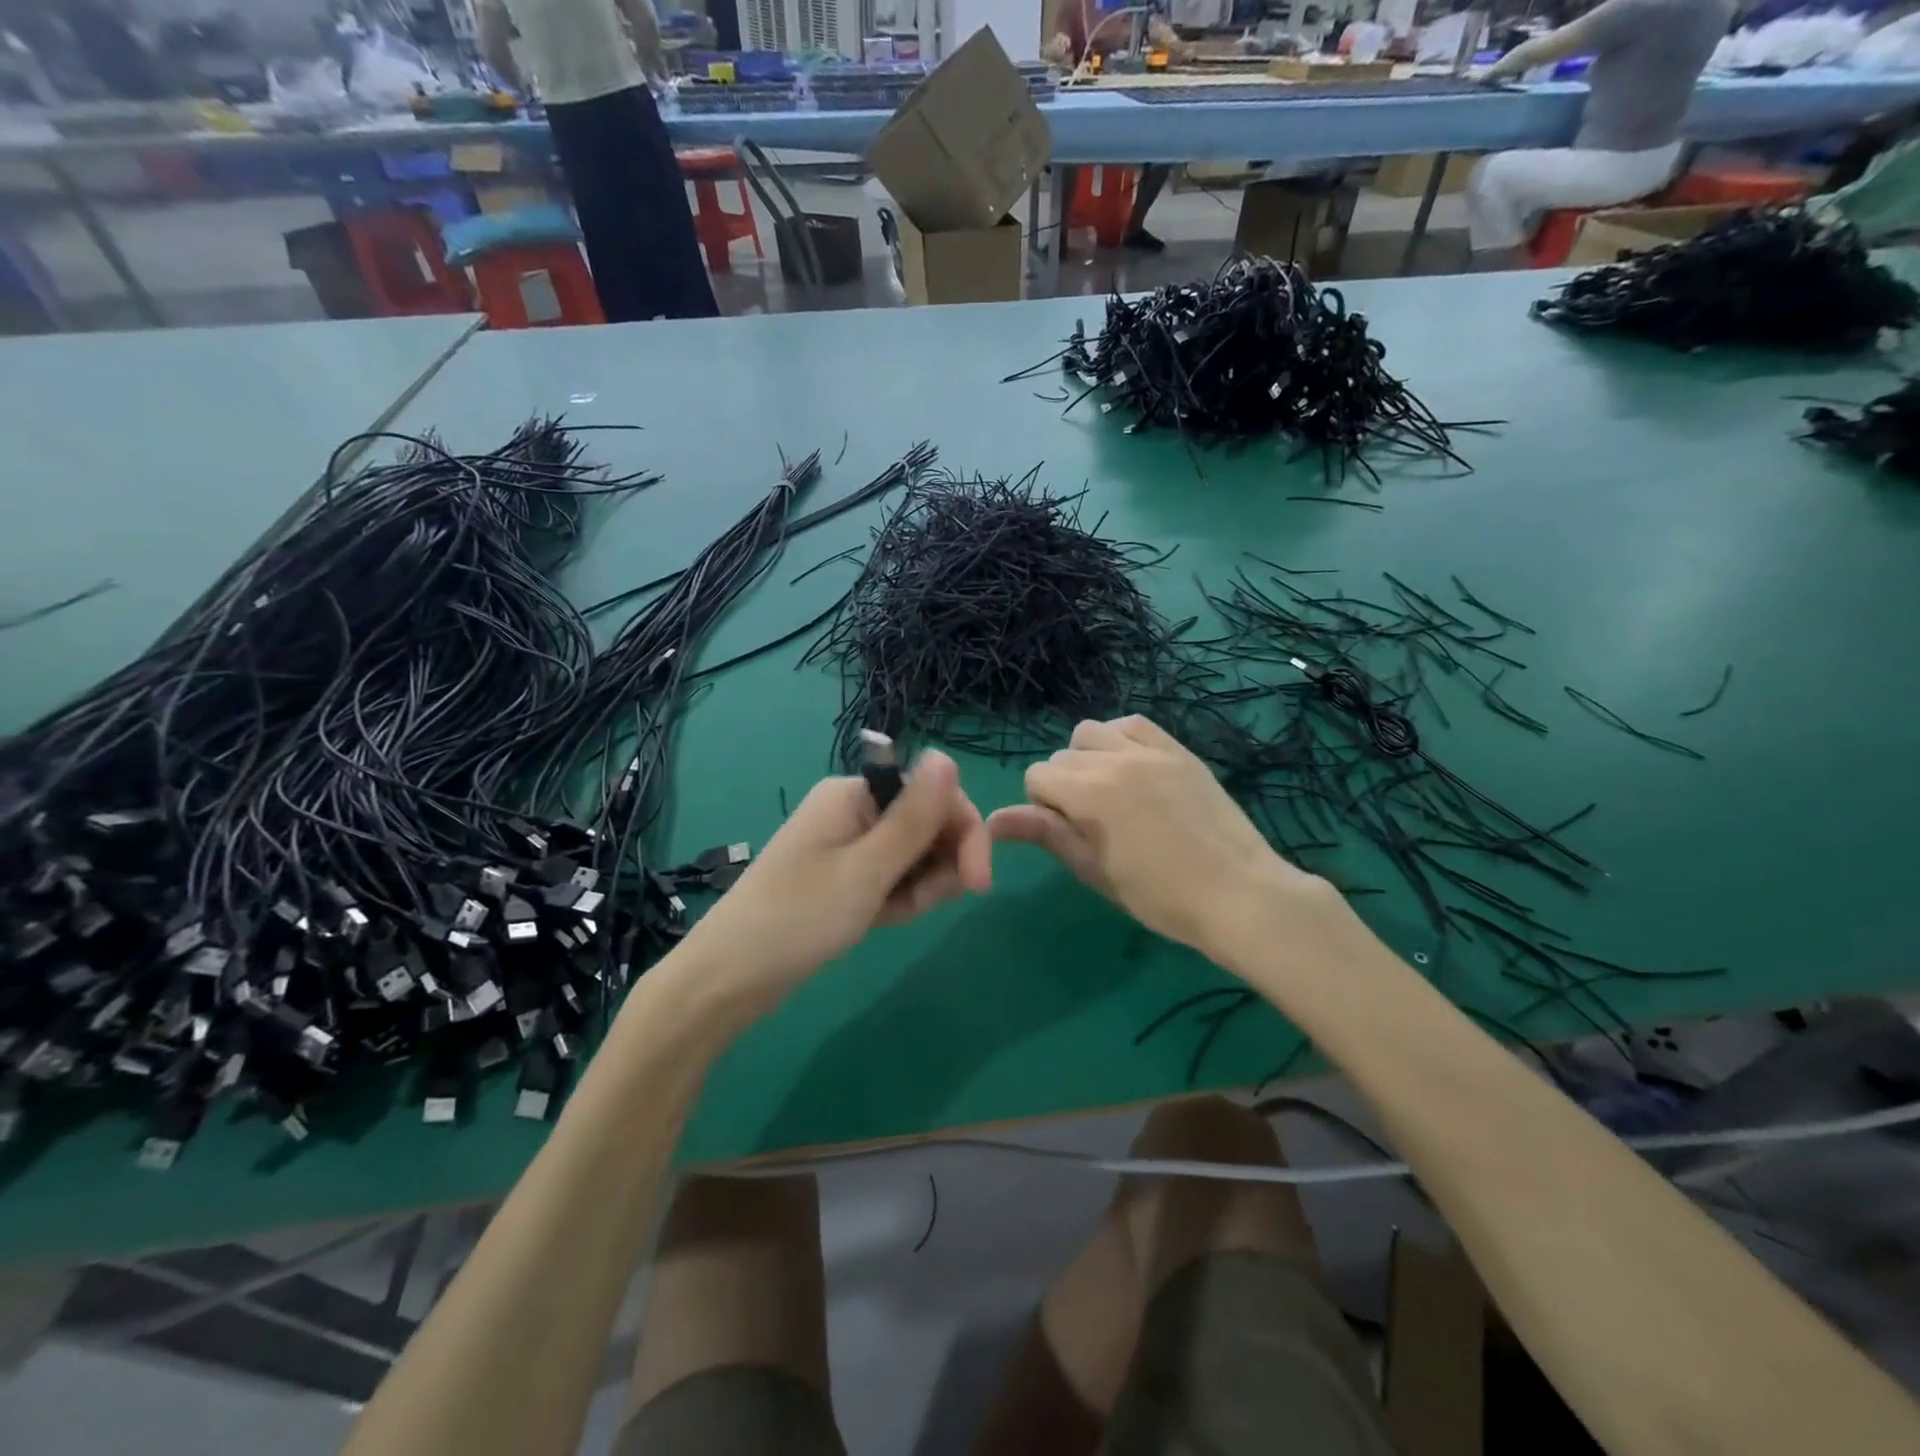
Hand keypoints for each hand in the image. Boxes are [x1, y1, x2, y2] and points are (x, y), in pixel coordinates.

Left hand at [681, 749, 991, 1003]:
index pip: (934, 795)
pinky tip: (881, 921)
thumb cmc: (799, 918)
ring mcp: (849, 846)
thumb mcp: (867, 869)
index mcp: (856, 794)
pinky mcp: (846, 878)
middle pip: (928, 825)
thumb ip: (914, 817)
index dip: (965, 833)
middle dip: (939, 865)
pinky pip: (893, 879)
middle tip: (920, 906)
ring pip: (915, 857)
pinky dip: (898, 900)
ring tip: (890, 916)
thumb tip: (946, 755)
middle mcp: (855, 811)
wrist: (730, 979)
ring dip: (920, 887)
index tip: (978, 883)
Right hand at [986, 716, 1333, 957]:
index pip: (1037, 776)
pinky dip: (1121, 739)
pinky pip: (1134, 724)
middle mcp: (1114, 759)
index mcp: (1089, 793)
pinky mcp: (1178, 750)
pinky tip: (1132, 768)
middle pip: (1062, 755)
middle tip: (1091, 823)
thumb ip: (1046, 834)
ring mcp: (1150, 750)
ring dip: (1088, 757)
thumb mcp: (1095, 870)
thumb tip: (993, 819)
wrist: (1237, 893)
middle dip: (1064, 785)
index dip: (1043, 807)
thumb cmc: (1159, 896)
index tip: (1068, 834)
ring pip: (1092, 732)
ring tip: (1110, 791)